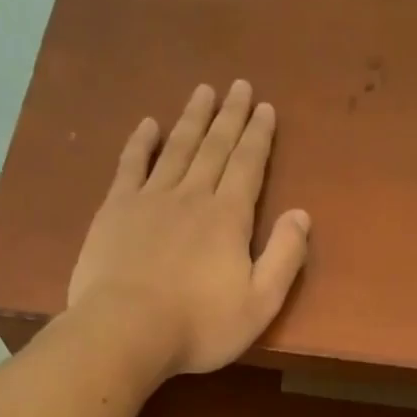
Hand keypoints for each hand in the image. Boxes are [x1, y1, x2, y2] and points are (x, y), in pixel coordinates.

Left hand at [67, 80, 311, 376]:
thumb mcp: (259, 303)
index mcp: (228, 218)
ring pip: (176, 148)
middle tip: (239, 85)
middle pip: (215, 148)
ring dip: (192, 119)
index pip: (249, 166)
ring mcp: (150, 199)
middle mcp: (192, 196)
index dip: (259, 136)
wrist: (126, 330)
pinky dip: (140, 142)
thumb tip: (301, 215)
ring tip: (203, 92)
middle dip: (230, 116)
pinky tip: (148, 124)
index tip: (265, 108)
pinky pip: (130, 165)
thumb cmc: (199, 326)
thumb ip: (284, 258)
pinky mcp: (115, 210)